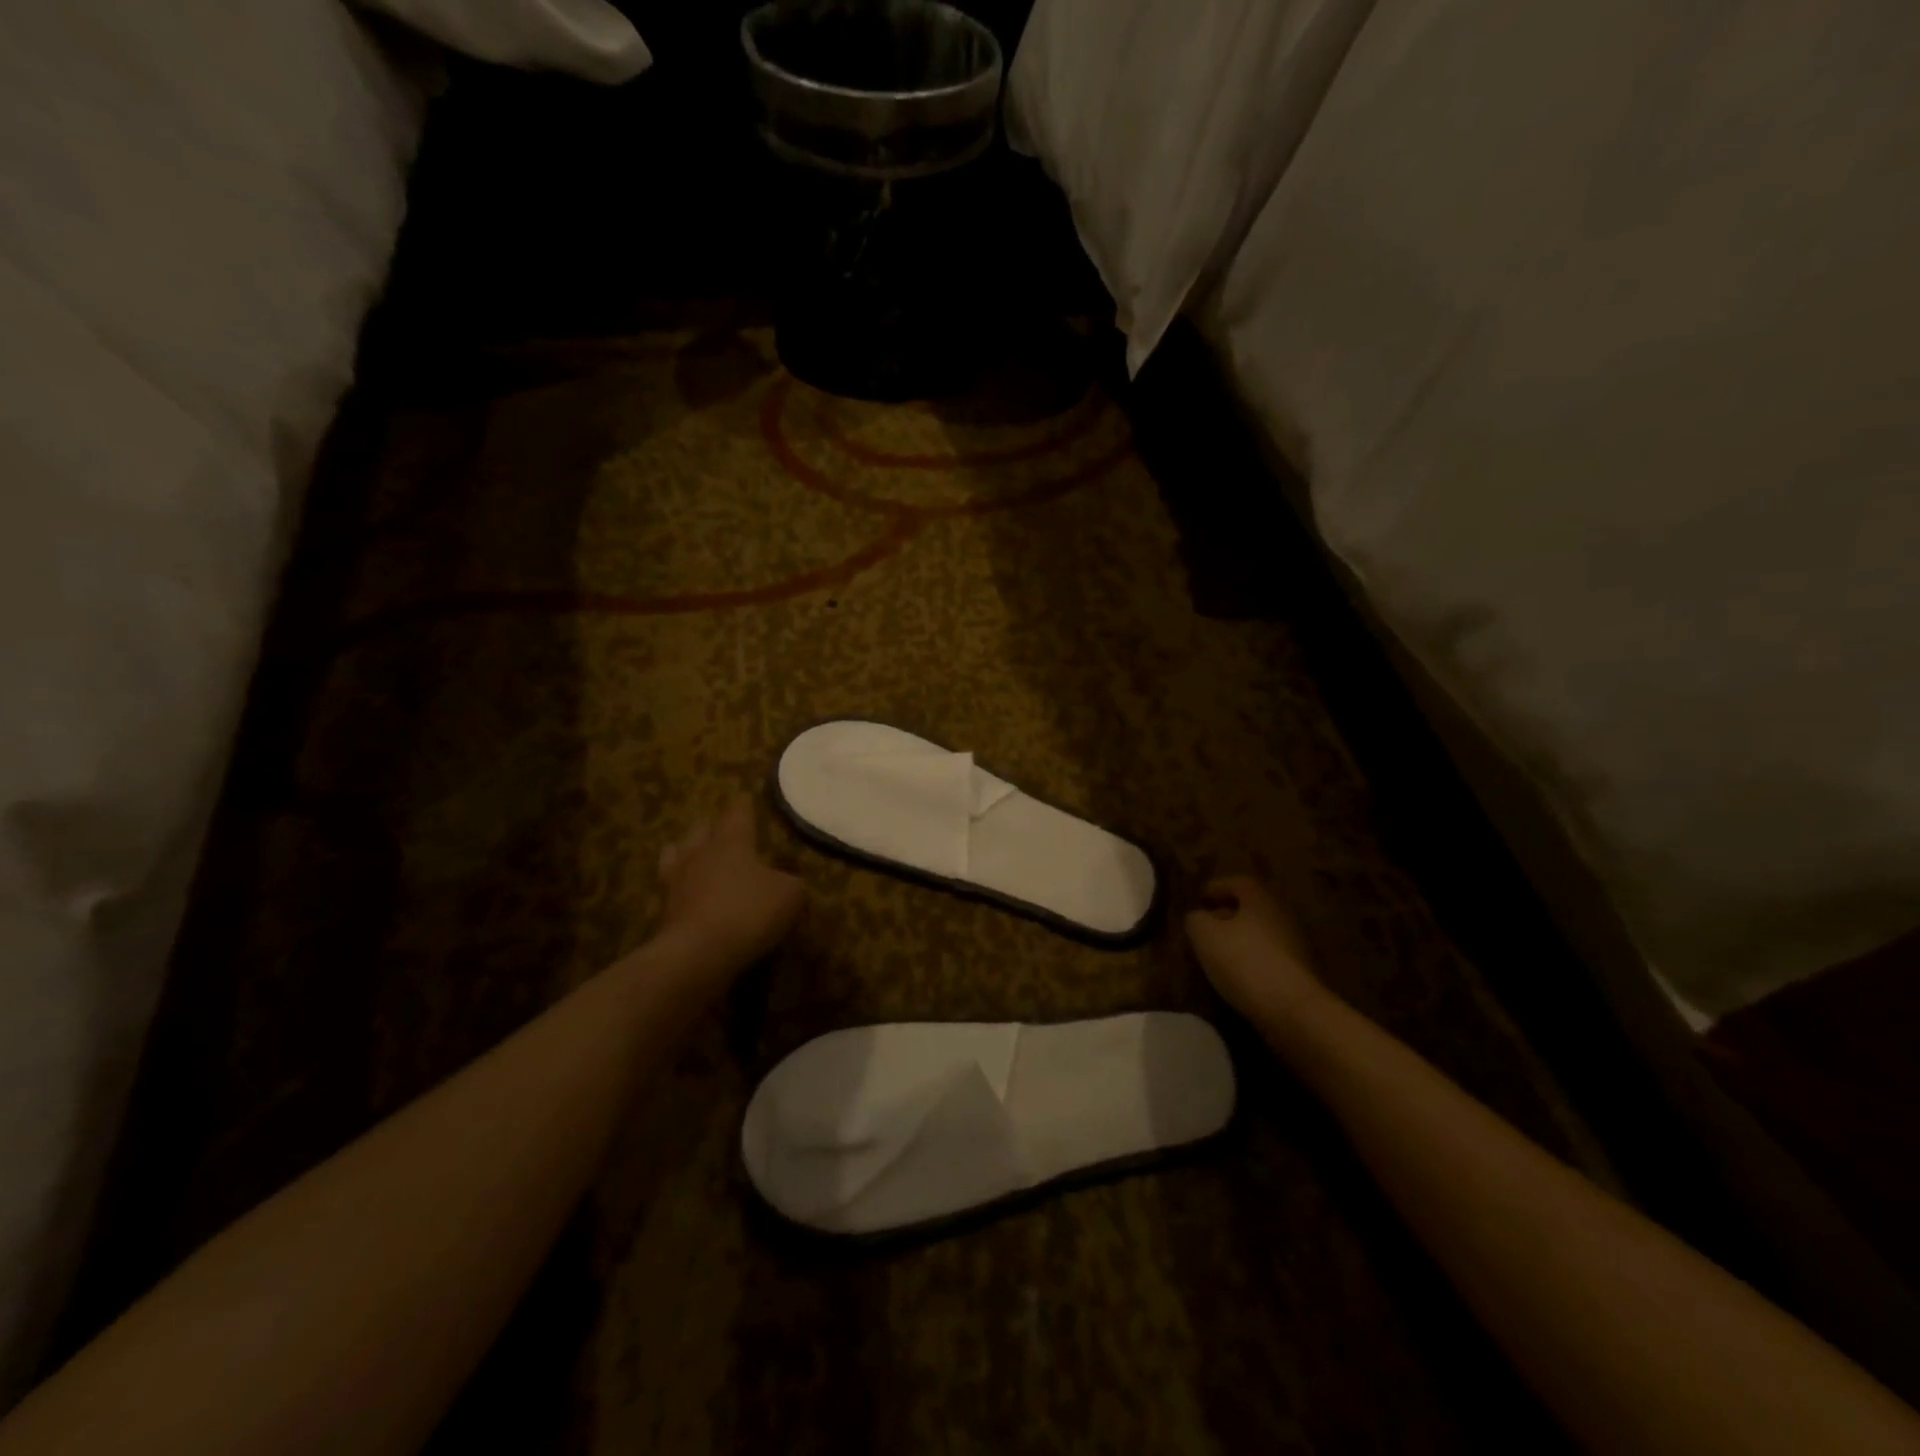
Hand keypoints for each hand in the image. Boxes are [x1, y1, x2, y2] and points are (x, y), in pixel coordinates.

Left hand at [655, 797, 804, 991]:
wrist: (699, 953)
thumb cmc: (749, 911)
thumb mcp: (790, 895)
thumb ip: (791, 883)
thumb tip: (788, 882)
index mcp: (731, 843)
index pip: (737, 814)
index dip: (743, 805)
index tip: (743, 795)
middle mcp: (700, 855)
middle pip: (701, 830)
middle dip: (711, 826)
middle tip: (719, 826)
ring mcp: (678, 883)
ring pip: (677, 855)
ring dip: (686, 852)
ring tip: (692, 854)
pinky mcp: (666, 912)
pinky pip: (673, 890)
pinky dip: (682, 888)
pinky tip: (690, 893)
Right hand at [1185, 876, 1327, 1027]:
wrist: (1293, 1010)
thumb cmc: (1244, 961)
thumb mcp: (1205, 935)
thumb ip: (1196, 919)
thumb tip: (1198, 917)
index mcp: (1261, 900)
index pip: (1238, 882)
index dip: (1217, 887)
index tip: (1200, 898)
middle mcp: (1283, 916)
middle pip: (1252, 908)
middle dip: (1228, 915)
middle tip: (1206, 926)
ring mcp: (1296, 946)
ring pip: (1262, 934)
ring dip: (1240, 940)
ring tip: (1217, 954)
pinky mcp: (1301, 974)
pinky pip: (1270, 958)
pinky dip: (1252, 961)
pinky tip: (1236, 976)